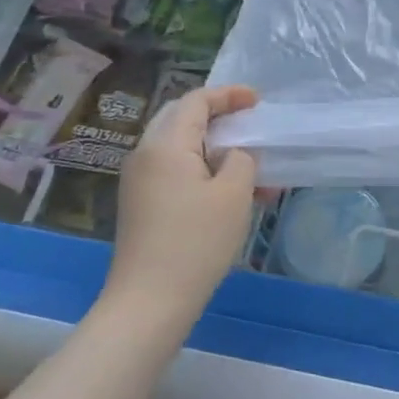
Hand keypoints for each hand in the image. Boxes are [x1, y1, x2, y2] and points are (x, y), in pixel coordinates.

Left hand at [109, 85, 260, 318]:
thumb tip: (234, 153)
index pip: (196, 101)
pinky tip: (231, 190)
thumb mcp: (234, 193)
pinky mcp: (142, 204)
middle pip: (182, 117)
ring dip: (215, 147)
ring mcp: (140, 181)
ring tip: (251, 164)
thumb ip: (241, 159)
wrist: (149, 302)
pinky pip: (175, 170)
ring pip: (181, 146)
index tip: (258, 101)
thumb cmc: (196, 242)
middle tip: (250, 122)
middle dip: (219, 115)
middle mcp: (146, 155)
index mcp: (166, 144)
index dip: (229, 95)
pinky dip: (204, 168)